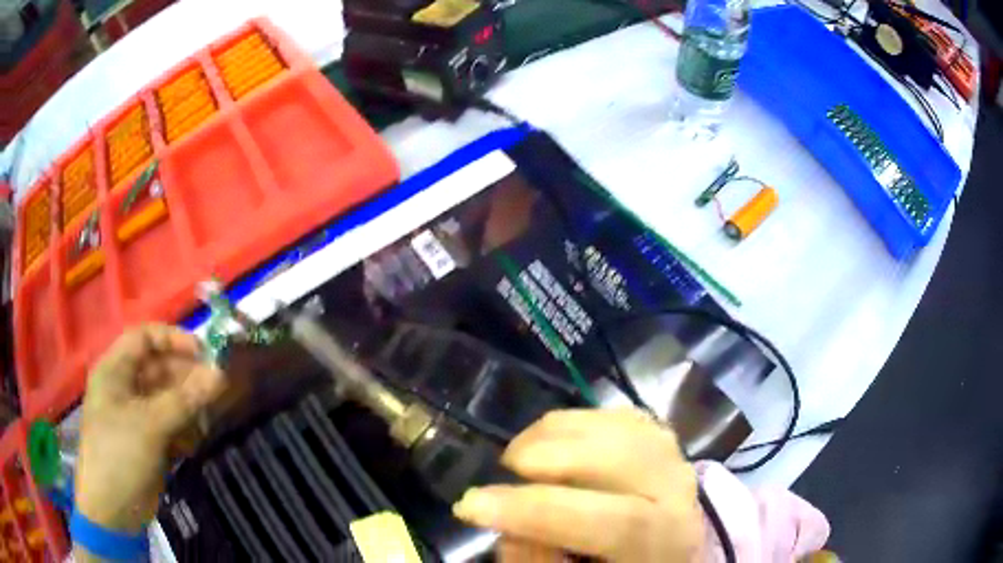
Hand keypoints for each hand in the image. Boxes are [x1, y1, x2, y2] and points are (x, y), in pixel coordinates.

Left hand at [75, 325, 224, 533]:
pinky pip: (171, 424)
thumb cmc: (120, 454)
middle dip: (187, 378)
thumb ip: (185, 399)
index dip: (173, 339)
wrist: (114, 510)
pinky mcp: (148, 440)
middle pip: (160, 369)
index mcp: (115, 370)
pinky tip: (193, 444)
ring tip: (206, 421)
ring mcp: (137, 415)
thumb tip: (220, 374)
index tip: (204, 352)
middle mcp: (125, 387)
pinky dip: (185, 430)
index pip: (145, 337)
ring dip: (189, 407)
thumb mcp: (150, 424)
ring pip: (168, 399)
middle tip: (216, 390)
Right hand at [452, 409, 704, 561]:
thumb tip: (511, 526)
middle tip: (502, 469)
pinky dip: (575, 423)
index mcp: (666, 541)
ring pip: (615, 424)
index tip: (471, 505)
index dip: (541, 512)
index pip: (618, 522)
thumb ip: (539, 560)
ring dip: (556, 433)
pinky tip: (554, 445)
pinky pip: (615, 414)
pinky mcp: (659, 433)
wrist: (667, 548)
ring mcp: (673, 454)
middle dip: (548, 456)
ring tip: (522, 460)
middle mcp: (679, 491)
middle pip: (621, 457)